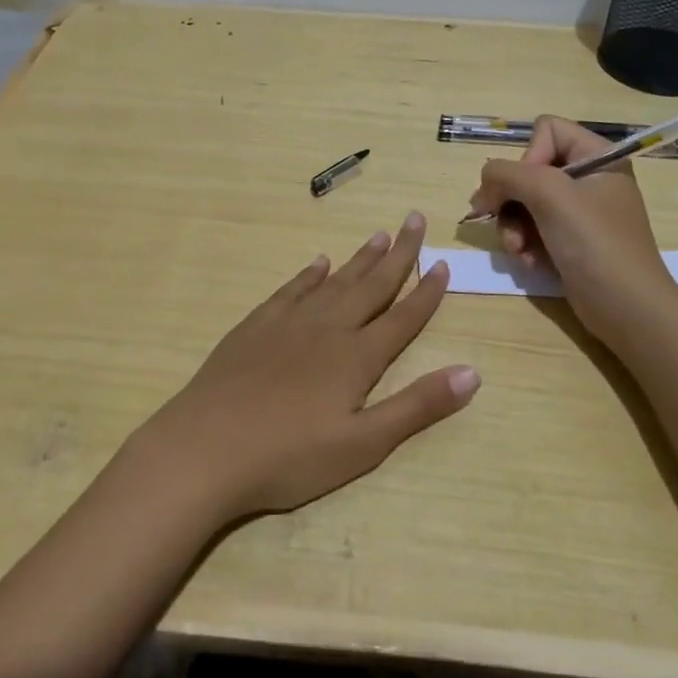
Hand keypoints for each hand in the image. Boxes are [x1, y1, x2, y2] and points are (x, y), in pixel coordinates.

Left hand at [132, 211, 478, 523]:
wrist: (205, 448)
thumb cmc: (289, 457)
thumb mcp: (363, 444)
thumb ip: (417, 407)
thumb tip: (473, 372)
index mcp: (356, 357)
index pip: (402, 317)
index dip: (425, 292)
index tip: (442, 263)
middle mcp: (327, 328)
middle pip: (371, 285)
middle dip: (398, 254)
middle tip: (415, 220)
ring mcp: (287, 323)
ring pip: (333, 281)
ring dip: (359, 259)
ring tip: (379, 235)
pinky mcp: (255, 327)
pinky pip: (290, 290)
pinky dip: (308, 275)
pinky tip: (317, 263)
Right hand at [465, 116, 677, 346]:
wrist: (627, 309)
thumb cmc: (595, 243)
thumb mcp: (549, 195)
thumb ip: (507, 174)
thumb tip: (483, 183)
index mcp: (597, 157)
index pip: (546, 130)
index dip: (528, 156)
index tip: (527, 187)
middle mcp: (589, 179)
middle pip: (528, 170)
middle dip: (511, 200)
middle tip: (499, 221)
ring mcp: (579, 213)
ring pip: (524, 202)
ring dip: (513, 227)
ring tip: (518, 251)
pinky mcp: (570, 242)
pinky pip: (533, 229)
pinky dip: (525, 245)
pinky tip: (530, 263)